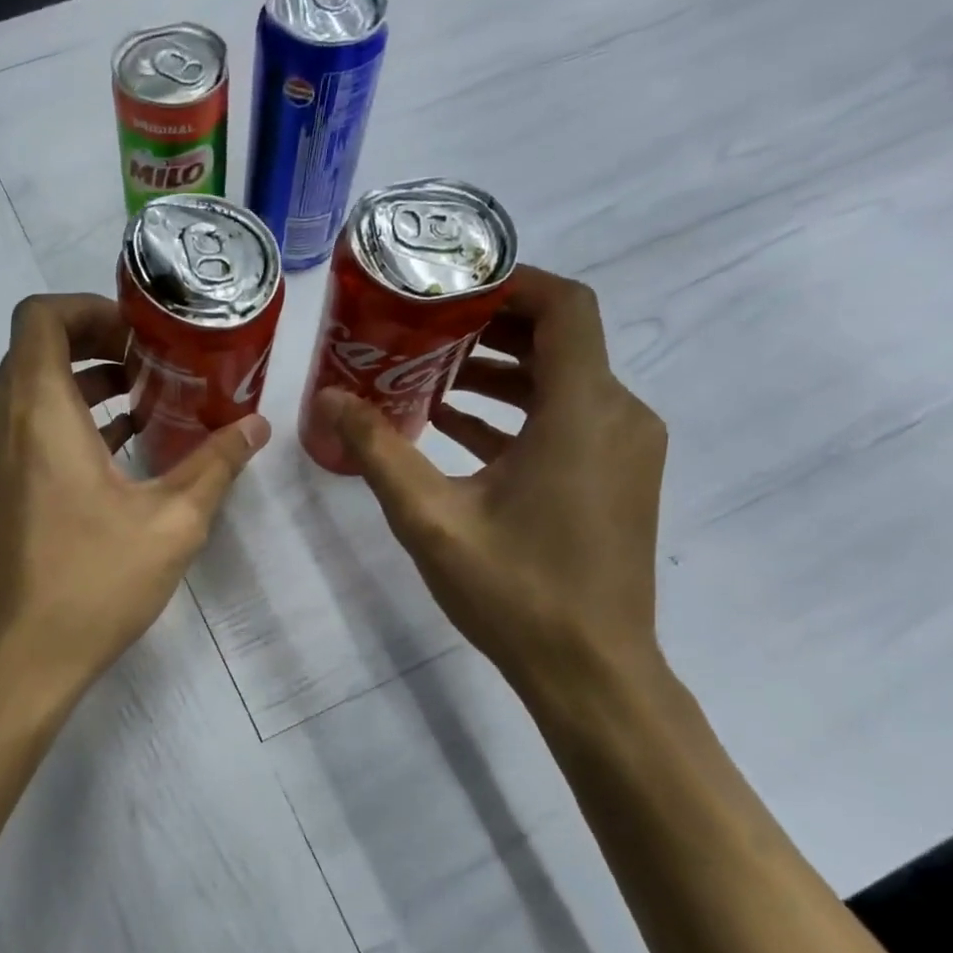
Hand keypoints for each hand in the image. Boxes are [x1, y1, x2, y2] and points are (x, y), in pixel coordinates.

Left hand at [0, 293, 268, 712]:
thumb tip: (256, 428)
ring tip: (142, 403)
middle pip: (35, 349)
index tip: (139, 334)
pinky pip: (19, 427)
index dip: (90, 309)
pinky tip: (114, 451)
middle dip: (94, 344)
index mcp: (36, 412)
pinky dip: (61, 420)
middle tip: (152, 364)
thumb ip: (215, 465)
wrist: (14, 660)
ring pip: (26, 389)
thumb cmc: (91, 583)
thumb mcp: (171, 523)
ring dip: (80, 384)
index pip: (41, 316)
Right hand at [318, 266, 666, 692]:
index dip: (511, 281)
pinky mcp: (617, 478)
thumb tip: (328, 398)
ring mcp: (624, 449)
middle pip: (562, 339)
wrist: (592, 671)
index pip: (565, 306)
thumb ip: (377, 450)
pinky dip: (517, 412)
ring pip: (564, 381)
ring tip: (429, 374)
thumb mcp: (429, 518)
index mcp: (582, 411)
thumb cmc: (515, 591)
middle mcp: (618, 416)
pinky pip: (568, 420)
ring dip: (501, 371)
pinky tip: (455, 427)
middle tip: (423, 327)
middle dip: (490, 326)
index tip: (450, 285)